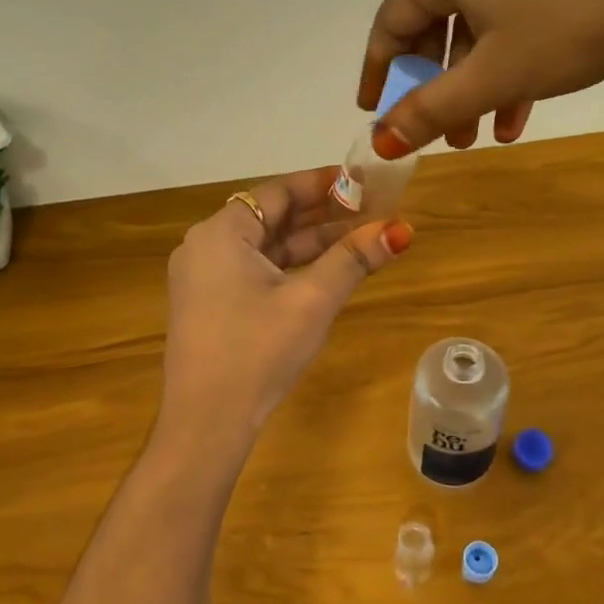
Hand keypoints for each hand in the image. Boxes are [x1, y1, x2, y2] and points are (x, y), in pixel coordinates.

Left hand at [160, 169, 413, 435]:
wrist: (206, 422)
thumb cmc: (258, 351)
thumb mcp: (311, 301)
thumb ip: (353, 260)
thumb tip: (400, 229)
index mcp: (220, 233)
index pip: (277, 193)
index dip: (323, 184)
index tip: (362, 181)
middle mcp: (205, 247)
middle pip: (271, 218)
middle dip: (322, 216)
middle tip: (371, 209)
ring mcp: (203, 278)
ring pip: (265, 248)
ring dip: (309, 245)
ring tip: (360, 239)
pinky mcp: (208, 305)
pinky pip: (254, 272)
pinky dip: (289, 269)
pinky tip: (326, 272)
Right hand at [360, 0, 603, 154]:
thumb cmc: (570, 26)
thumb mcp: (493, 76)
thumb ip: (429, 110)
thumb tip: (378, 142)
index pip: (390, 21)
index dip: (377, 72)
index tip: (372, 111)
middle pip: (434, 21)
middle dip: (436, 85)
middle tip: (440, 132)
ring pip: (478, 21)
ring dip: (475, 81)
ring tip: (484, 134)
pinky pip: (514, 7)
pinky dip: (509, 56)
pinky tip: (523, 106)